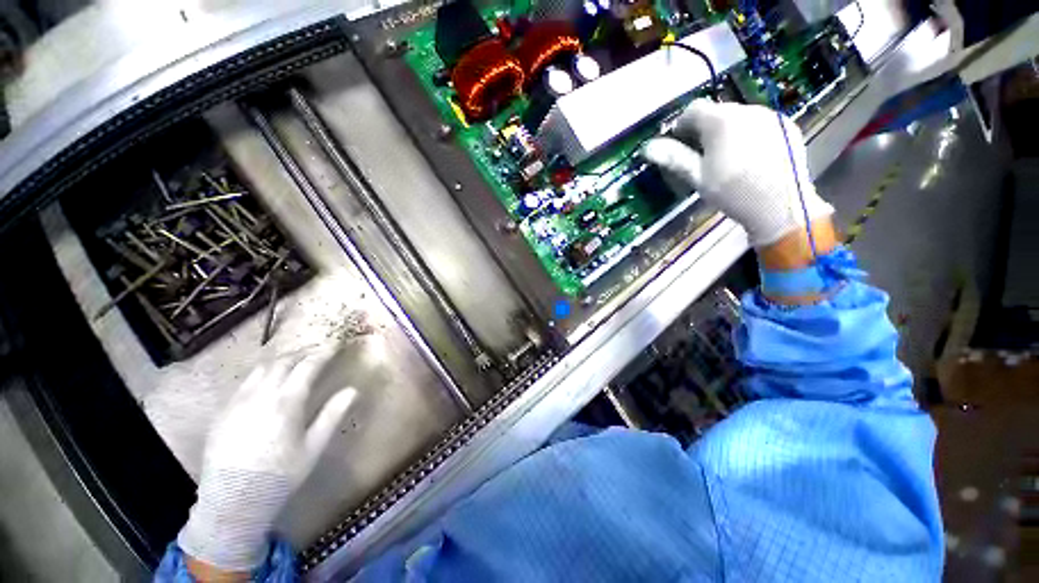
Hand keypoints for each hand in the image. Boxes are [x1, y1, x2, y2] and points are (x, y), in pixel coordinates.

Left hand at [178, 350, 355, 573]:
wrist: (232, 499)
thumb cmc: (280, 474)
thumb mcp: (313, 447)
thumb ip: (332, 415)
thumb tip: (352, 390)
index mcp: (286, 401)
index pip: (307, 366)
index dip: (323, 353)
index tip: (334, 346)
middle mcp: (261, 394)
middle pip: (283, 362)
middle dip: (302, 353)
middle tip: (316, 351)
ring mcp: (238, 401)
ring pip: (260, 369)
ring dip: (280, 360)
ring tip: (293, 361)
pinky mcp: (223, 411)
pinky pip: (244, 383)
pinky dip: (261, 374)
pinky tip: (266, 382)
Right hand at [643, 100, 832, 246]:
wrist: (780, 206)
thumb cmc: (732, 193)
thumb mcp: (698, 177)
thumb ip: (674, 158)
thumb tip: (648, 147)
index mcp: (721, 121)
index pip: (693, 109)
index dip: (681, 125)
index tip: (678, 144)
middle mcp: (747, 109)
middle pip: (718, 111)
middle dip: (705, 128)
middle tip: (701, 154)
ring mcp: (771, 116)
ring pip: (740, 116)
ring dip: (728, 130)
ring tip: (727, 157)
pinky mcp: (787, 126)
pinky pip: (761, 123)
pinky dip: (750, 134)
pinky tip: (750, 157)